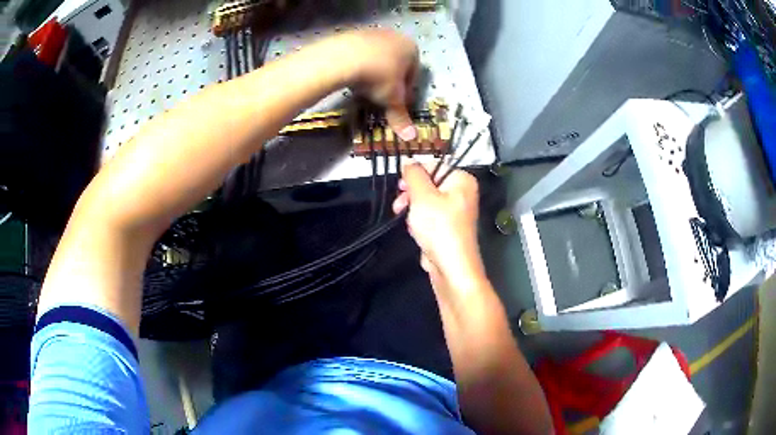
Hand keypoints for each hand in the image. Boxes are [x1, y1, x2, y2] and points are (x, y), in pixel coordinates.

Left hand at [338, 29, 419, 140]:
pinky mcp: (353, 33)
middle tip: (379, 97)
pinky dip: (358, 65)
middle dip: (389, 80)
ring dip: (373, 72)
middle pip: (396, 63)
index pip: (414, 74)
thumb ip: (401, 116)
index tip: (396, 103)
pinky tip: (350, 77)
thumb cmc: (378, 76)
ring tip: (363, 88)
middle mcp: (396, 36)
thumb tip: (411, 137)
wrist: (343, 57)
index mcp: (411, 49)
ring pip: (378, 57)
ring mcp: (373, 32)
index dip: (405, 92)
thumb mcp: (391, 99)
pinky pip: (360, 53)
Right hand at [392, 162, 486, 295]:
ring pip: (427, 201)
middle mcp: (462, 193)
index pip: (434, 165)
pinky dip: (420, 221)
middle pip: (430, 183)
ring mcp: (456, 211)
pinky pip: (430, 216)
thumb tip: (408, 162)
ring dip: (413, 208)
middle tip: (400, 203)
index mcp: (462, 180)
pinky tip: (414, 230)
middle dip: (411, 194)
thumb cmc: (439, 227)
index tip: (401, 186)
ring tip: (406, 219)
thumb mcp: (422, 195)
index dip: (414, 174)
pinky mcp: (449, 227)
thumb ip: (413, 175)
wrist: (451, 266)